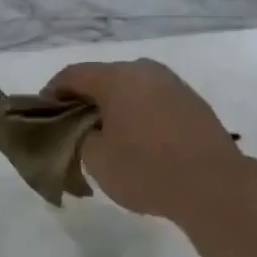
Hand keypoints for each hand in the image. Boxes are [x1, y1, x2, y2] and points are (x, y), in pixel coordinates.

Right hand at [44, 59, 243, 221]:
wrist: (213, 185)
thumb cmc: (145, 170)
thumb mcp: (96, 159)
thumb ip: (79, 136)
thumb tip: (84, 128)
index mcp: (117, 78)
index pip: (72, 75)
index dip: (52, 93)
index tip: (43, 115)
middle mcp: (146, 71)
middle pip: (104, 78)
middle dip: (83, 100)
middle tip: (72, 128)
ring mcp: (174, 85)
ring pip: (131, 88)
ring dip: (113, 107)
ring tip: (104, 136)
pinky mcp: (192, 103)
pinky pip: (152, 101)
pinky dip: (136, 114)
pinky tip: (135, 140)